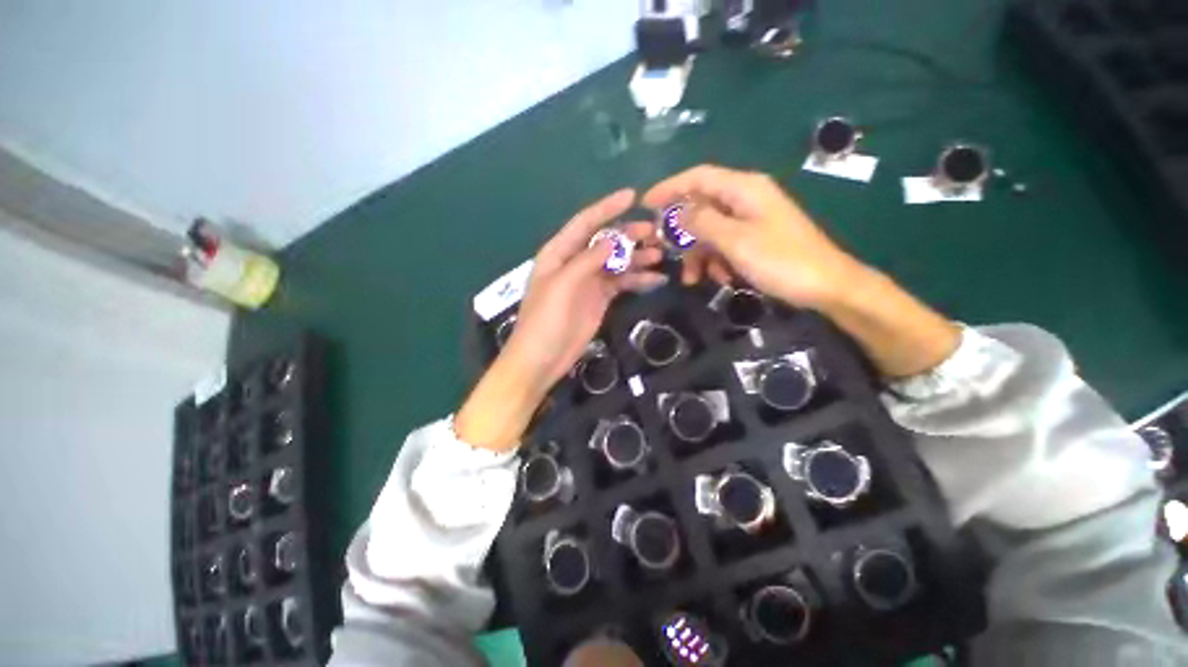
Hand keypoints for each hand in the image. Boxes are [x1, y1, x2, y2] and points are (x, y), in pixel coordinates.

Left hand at [455, 189, 665, 449]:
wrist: (542, 359)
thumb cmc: (545, 321)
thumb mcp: (562, 286)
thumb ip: (587, 260)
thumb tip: (613, 239)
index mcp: (559, 253)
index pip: (584, 223)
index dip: (607, 208)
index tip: (632, 196)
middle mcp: (575, 263)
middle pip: (605, 242)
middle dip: (629, 235)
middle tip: (656, 233)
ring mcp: (589, 282)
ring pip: (616, 262)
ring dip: (637, 257)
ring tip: (660, 255)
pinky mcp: (600, 299)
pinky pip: (621, 283)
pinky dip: (637, 280)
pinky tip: (656, 279)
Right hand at [643, 164, 864, 309]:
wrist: (825, 286)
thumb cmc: (781, 260)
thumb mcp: (735, 240)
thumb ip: (703, 222)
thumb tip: (678, 212)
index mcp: (743, 189)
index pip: (698, 177)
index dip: (669, 188)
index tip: (645, 205)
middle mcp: (745, 198)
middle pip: (701, 206)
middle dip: (682, 232)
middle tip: (665, 253)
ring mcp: (750, 220)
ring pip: (710, 230)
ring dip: (698, 253)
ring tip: (693, 279)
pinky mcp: (754, 238)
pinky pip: (723, 244)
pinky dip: (714, 260)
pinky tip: (717, 278)